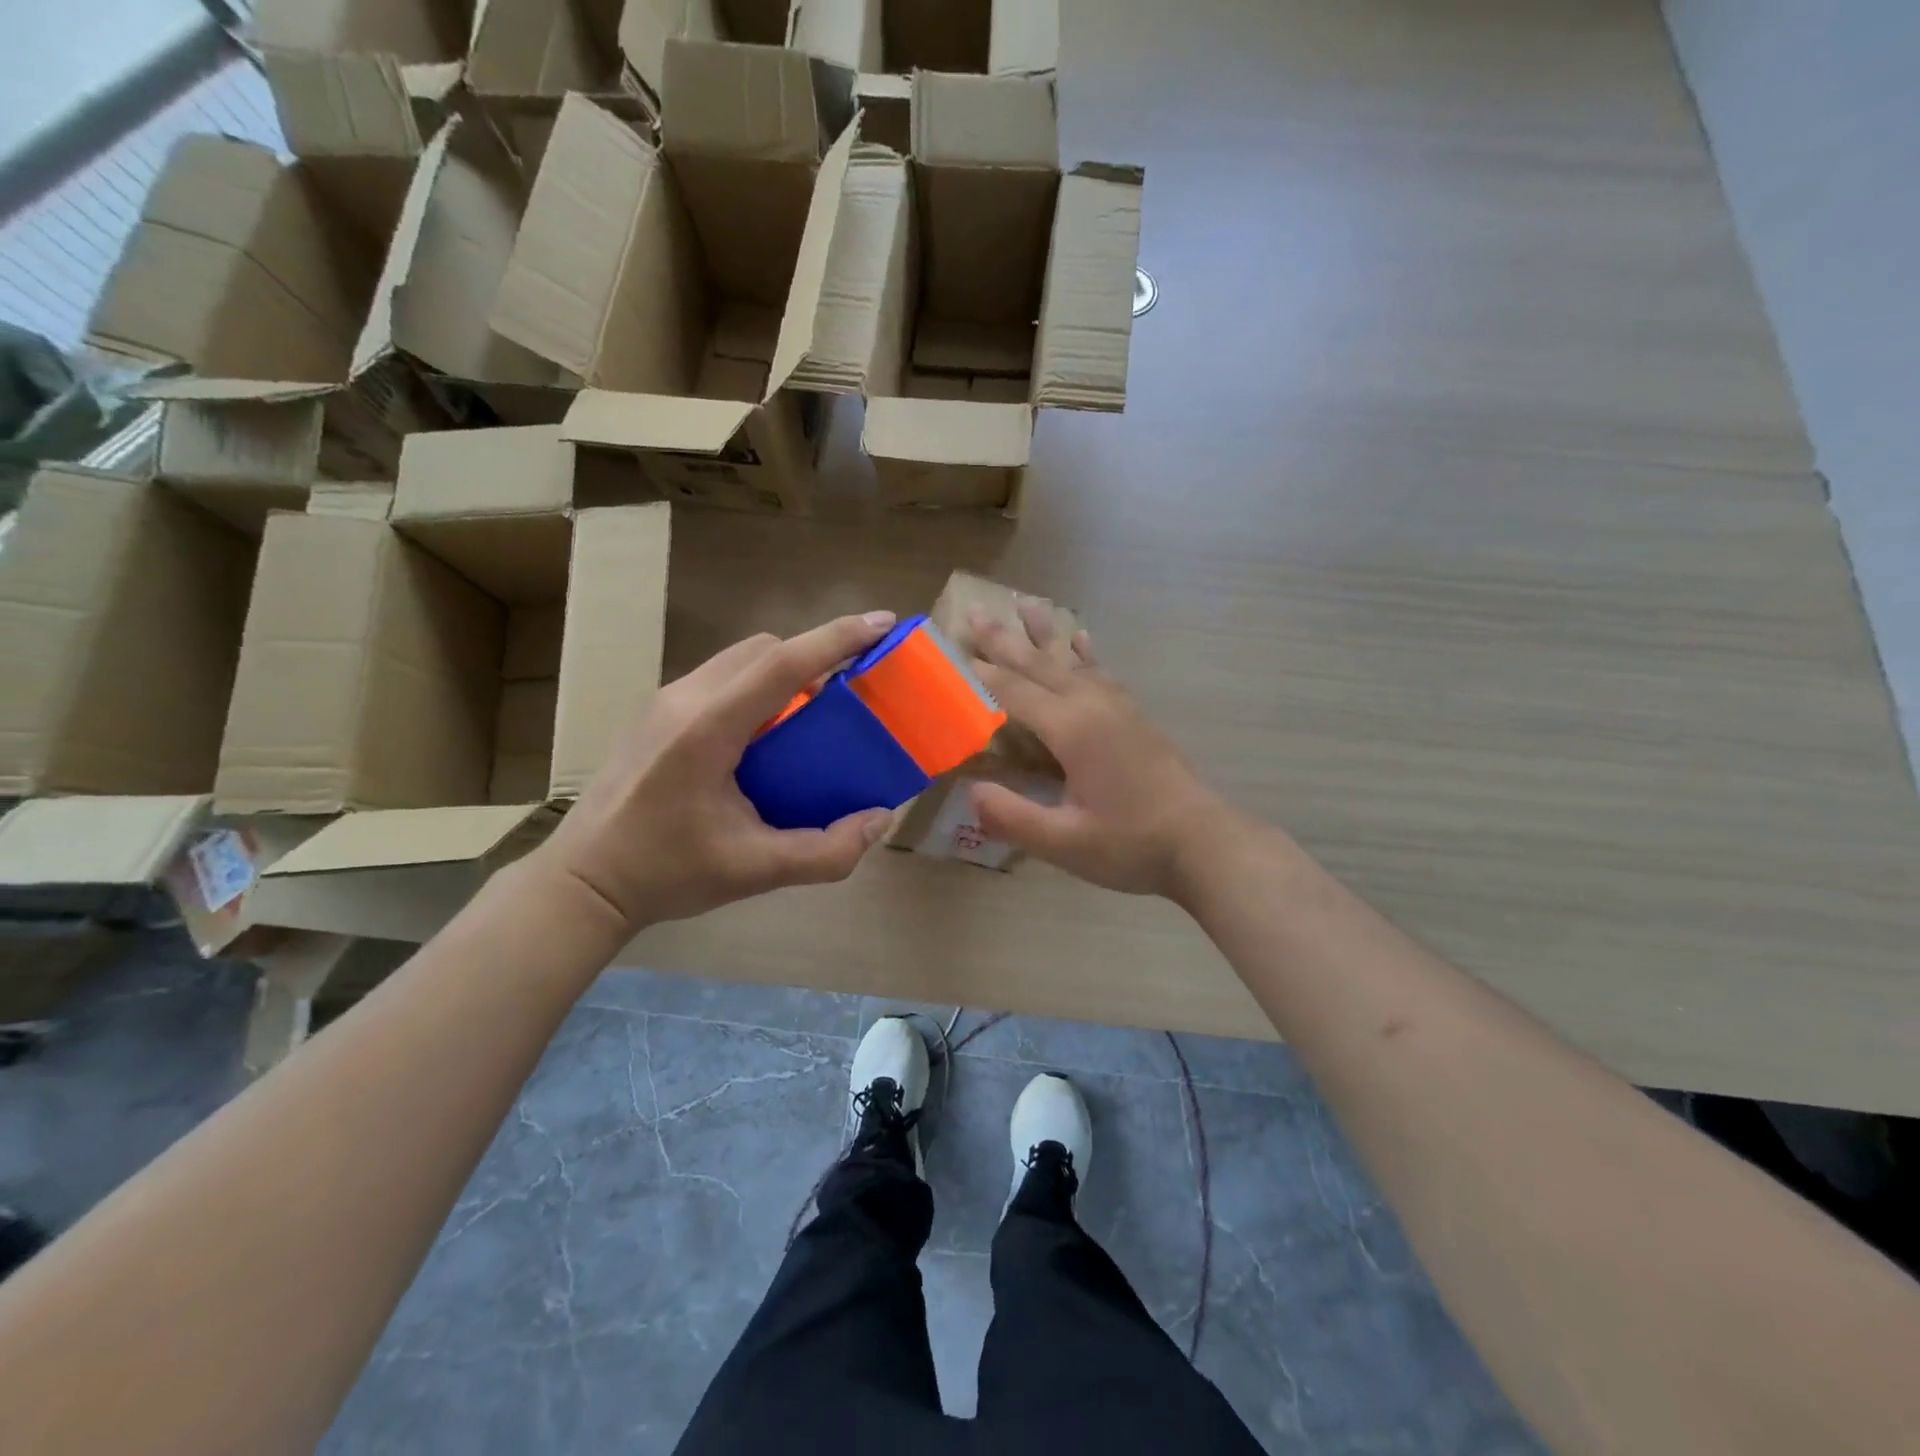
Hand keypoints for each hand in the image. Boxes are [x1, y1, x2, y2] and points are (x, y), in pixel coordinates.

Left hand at [533, 613, 899, 934]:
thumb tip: (882, 818)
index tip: (883, 623)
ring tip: (814, 709)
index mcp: (707, 729)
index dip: (838, 638)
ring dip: (784, 668)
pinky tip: (767, 731)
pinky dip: (757, 685)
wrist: (583, 883)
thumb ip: (827, 851)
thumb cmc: (666, 874)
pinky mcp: (655, 713)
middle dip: (815, 653)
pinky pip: (720, 677)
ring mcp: (664, 702)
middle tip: (852, 687)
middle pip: (763, 649)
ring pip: (739, 659)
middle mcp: (684, 700)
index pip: (783, 664)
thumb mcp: (755, 871)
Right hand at [969, 602, 1235, 899]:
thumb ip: (1013, 816)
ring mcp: (1118, 707)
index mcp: (1072, 729)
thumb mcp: (1064, 842)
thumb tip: (970, 790)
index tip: (949, 652)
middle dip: (1004, 640)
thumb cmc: (1131, 845)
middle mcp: (1093, 705)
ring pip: (1071, 660)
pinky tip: (1080, 638)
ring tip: (1025, 603)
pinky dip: (1084, 652)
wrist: (1203, 843)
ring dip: (1043, 634)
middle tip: (973, 613)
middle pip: (1039, 665)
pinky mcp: (1134, 716)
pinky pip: (1101, 671)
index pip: (1014, 692)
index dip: (980, 674)